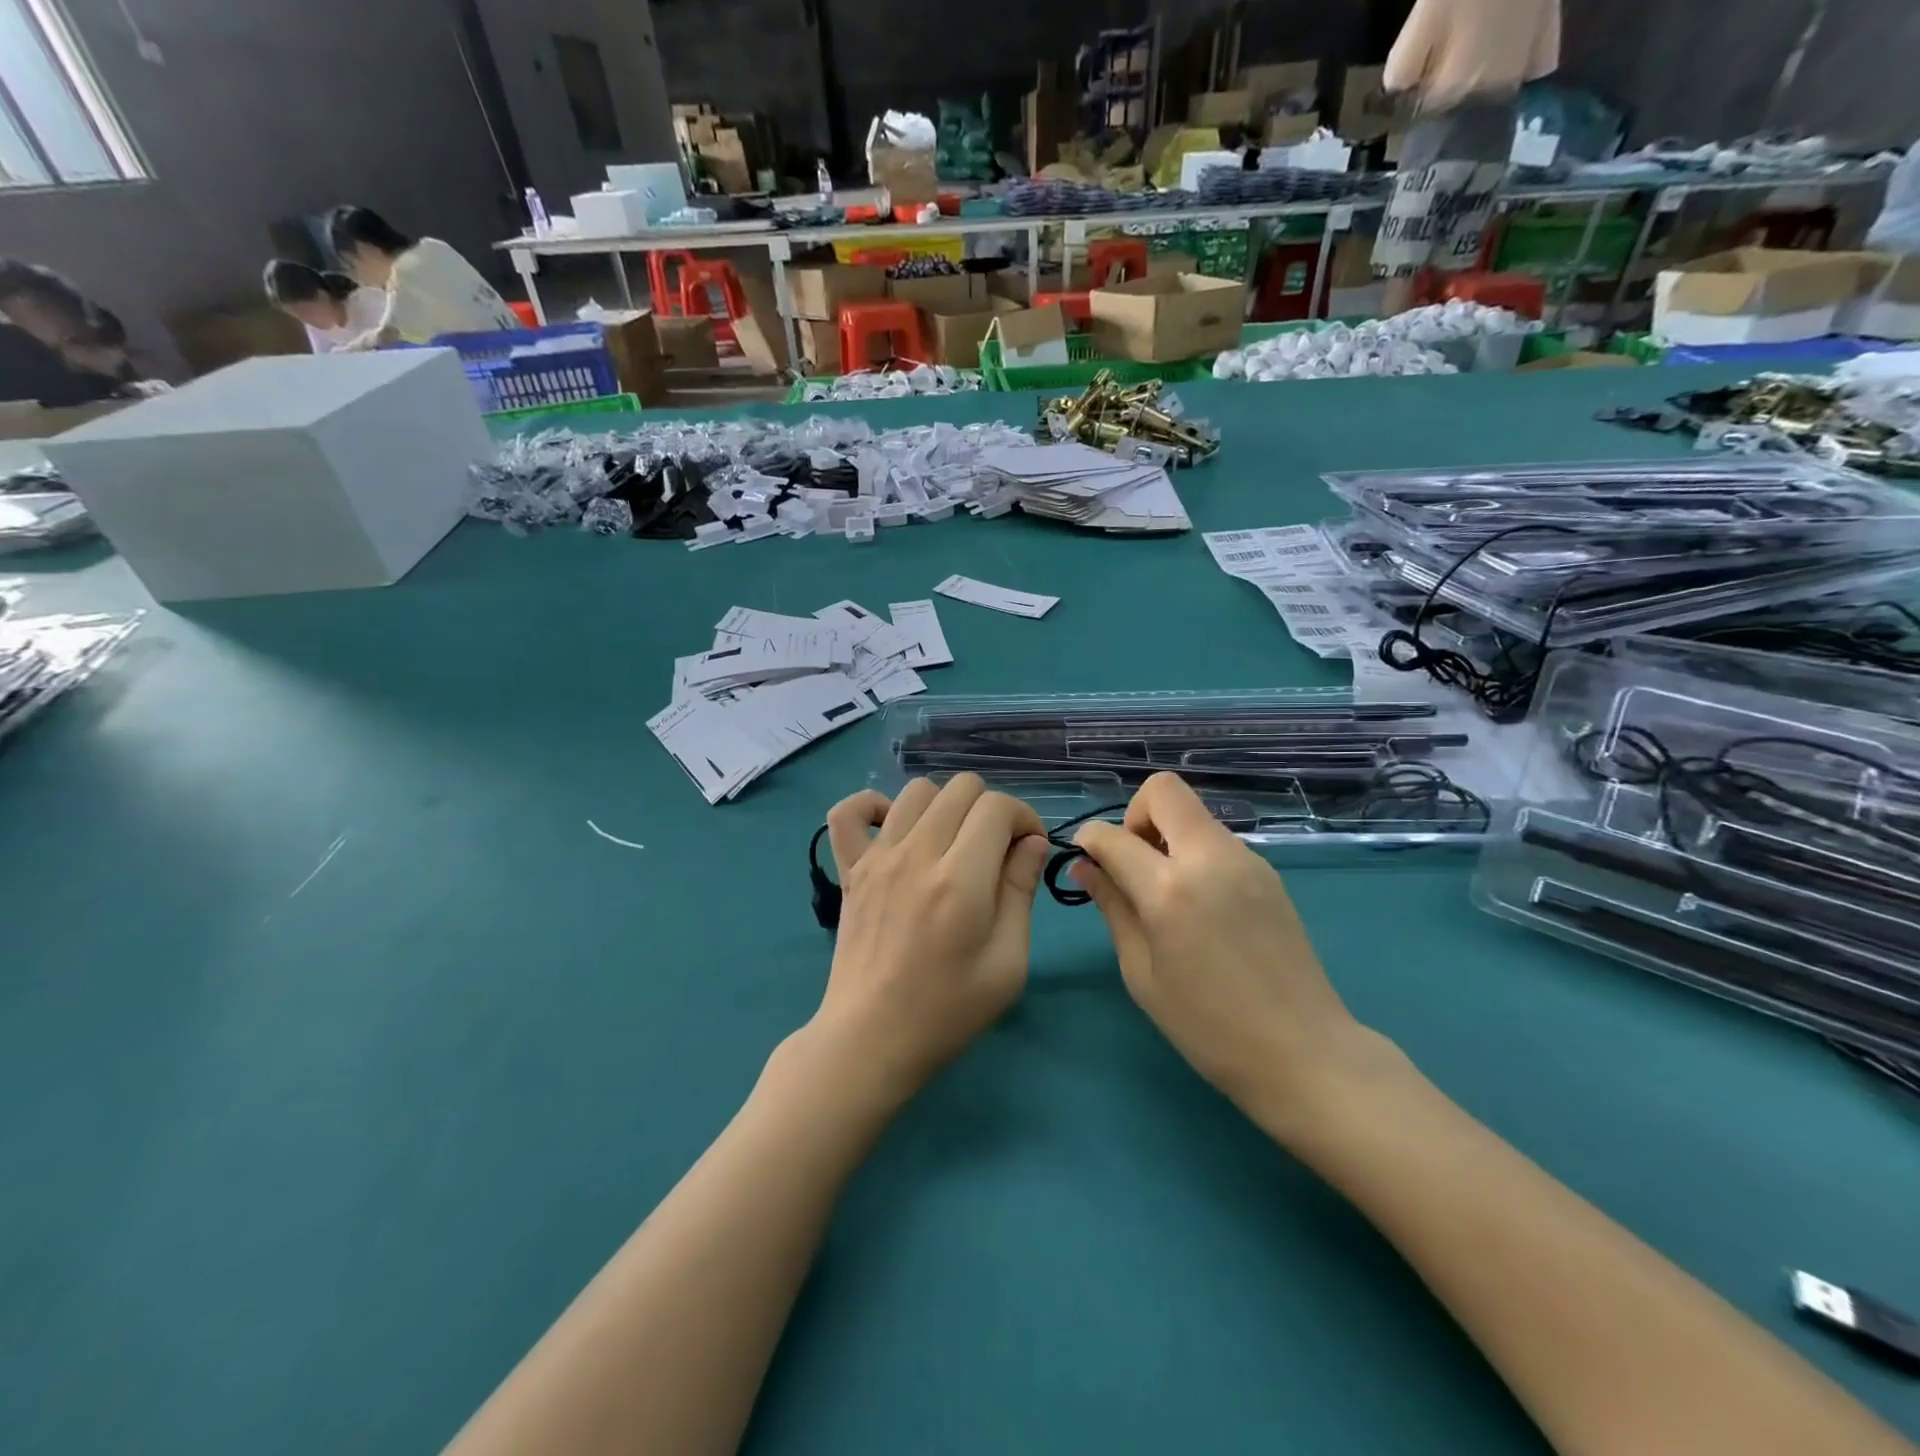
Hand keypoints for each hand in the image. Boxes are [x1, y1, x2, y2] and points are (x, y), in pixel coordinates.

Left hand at [812, 776, 1049, 1101]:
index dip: (1024, 818)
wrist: (871, 1039)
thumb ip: (1021, 892)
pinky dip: (874, 807)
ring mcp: (877, 857)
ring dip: (946, 806)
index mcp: (961, 880)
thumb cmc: (948, 1010)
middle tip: (996, 850)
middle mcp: (917, 854)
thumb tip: (1032, 842)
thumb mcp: (1008, 963)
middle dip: (991, 809)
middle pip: (962, 787)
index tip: (1028, 850)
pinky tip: (895, 830)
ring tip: (953, 843)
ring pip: (917, 789)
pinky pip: (848, 811)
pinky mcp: (850, 868)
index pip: (997, 807)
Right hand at [1071, 772, 1377, 1127]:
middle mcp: (1210, 858)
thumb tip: (1085, 867)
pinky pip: (1216, 840)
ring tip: (1164, 892)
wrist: (1303, 1051)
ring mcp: (1246, 860)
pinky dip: (1193, 853)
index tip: (1084, 859)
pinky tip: (1199, 904)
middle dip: (1134, 815)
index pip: (1113, 836)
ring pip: (1193, 814)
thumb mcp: (1142, 972)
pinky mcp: (1268, 872)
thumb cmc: (1208, 1026)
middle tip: (1132, 864)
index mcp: (1170, 889)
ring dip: (1166, 834)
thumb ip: (1112, 908)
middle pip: (1164, 790)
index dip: (1089, 840)